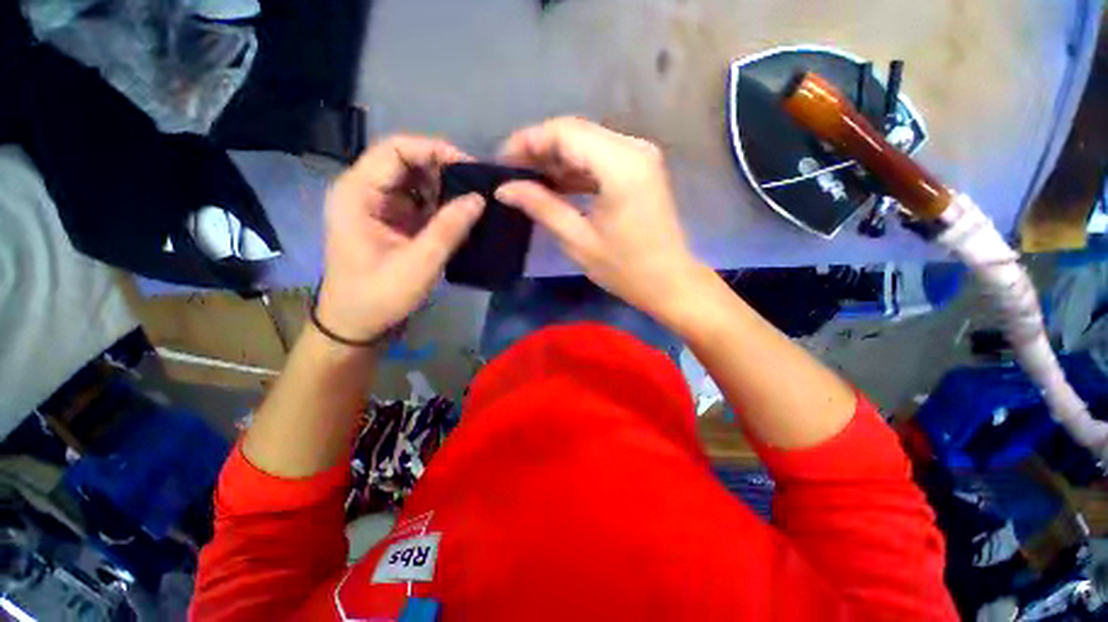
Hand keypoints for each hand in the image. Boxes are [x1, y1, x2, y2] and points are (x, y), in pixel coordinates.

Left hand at [316, 136, 484, 342]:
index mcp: (357, 193)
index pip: (395, 150)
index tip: (469, 168)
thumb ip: (448, 229)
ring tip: (472, 202)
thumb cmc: (379, 296)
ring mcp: (376, 206)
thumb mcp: (418, 264)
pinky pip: (417, 201)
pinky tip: (459, 216)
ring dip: (443, 188)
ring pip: (414, 181)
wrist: (356, 324)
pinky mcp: (389, 221)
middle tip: (476, 188)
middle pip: (405, 161)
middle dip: (442, 170)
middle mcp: (363, 191)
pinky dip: (439, 205)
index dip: (434, 150)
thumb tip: (479, 199)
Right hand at [495, 117, 701, 323]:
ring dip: (556, 158)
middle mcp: (634, 148)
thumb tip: (505, 189)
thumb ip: (541, 206)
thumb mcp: (577, 240)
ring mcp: (640, 156)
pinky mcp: (641, 169)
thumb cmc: (625, 268)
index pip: (564, 132)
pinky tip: (556, 184)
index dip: (527, 141)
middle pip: (575, 131)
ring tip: (528, 179)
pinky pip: (600, 157)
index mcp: (620, 165)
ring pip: (587, 142)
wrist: (669, 282)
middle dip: (539, 148)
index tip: (501, 161)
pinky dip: (576, 168)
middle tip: (511, 172)